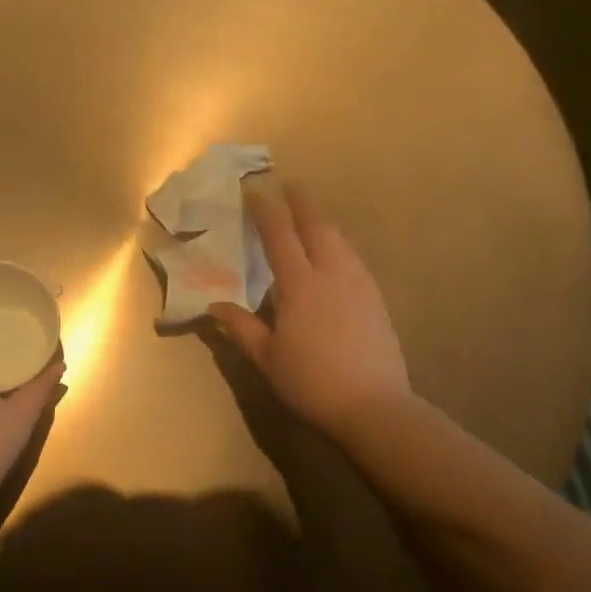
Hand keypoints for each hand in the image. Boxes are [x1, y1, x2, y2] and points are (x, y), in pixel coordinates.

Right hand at [208, 185, 412, 438]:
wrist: (374, 406)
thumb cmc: (311, 382)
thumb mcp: (267, 357)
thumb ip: (241, 327)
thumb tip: (214, 304)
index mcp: (300, 285)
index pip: (279, 237)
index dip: (266, 212)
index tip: (255, 191)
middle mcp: (332, 274)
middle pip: (318, 227)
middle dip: (303, 203)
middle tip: (292, 185)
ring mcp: (359, 285)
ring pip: (341, 241)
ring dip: (324, 222)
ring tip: (312, 216)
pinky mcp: (376, 300)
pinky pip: (354, 259)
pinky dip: (339, 245)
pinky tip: (337, 255)